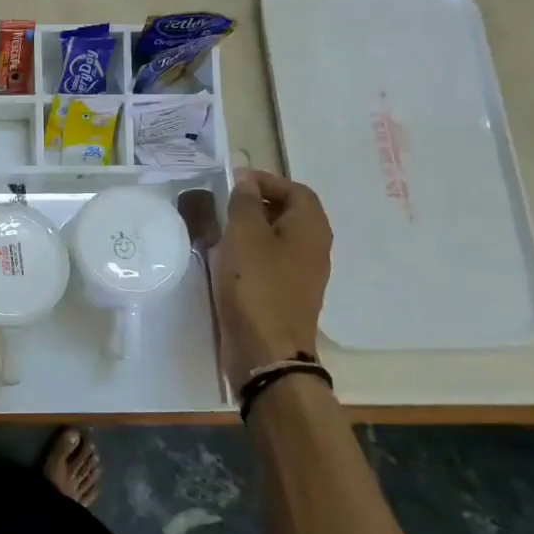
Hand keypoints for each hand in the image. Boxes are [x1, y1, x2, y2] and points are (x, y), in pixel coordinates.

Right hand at [214, 169, 332, 384]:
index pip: (297, 191)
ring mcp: (302, 275)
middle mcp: (314, 249)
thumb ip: (245, 203)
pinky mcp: (286, 295)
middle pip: (290, 214)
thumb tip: (247, 181)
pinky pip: (270, 263)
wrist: (266, 352)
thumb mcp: (244, 236)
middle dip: (258, 204)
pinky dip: (250, 254)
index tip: (234, 183)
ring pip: (278, 239)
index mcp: (311, 229)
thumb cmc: (256, 286)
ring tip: (219, 230)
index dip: (267, 181)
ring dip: (251, 230)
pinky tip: (225, 261)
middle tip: (224, 204)